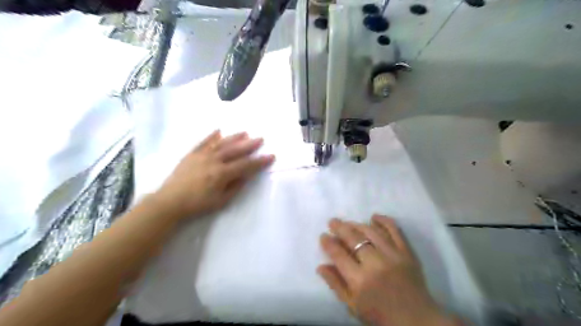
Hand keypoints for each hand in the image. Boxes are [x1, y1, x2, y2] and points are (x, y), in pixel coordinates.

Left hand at [152, 131, 274, 219]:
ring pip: (221, 143)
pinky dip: (212, 136)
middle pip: (235, 150)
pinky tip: (219, 130)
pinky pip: (204, 142)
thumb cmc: (198, 204)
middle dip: (250, 145)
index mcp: (222, 174)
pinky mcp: (191, 154)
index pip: (245, 165)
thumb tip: (246, 175)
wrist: (170, 201)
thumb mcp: (221, 201)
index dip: (259, 161)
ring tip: (245, 132)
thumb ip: (235, 187)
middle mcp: (213, 160)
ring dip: (234, 137)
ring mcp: (201, 155)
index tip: (271, 157)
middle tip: (261, 139)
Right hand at [317, 215, 457, 325]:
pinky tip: (374, 217)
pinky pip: (395, 230)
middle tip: (332, 222)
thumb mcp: (352, 305)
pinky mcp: (407, 252)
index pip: (339, 255)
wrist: (416, 320)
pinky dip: (384, 220)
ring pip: (371, 231)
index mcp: (360, 280)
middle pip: (354, 239)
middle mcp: (375, 264)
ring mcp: (393, 255)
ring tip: (348, 223)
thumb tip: (320, 266)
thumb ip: (335, 284)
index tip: (323, 236)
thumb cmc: (380, 315)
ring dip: (357, 224)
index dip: (329, 243)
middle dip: (340, 228)